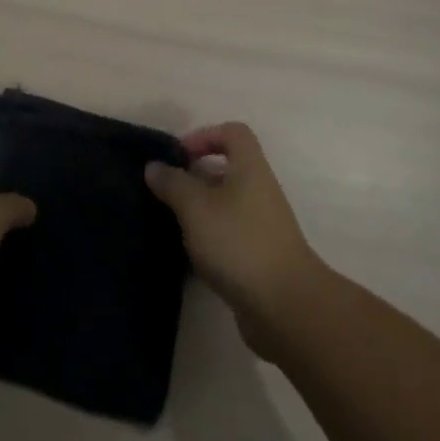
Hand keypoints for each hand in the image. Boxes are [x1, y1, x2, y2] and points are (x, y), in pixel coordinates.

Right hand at [146, 123, 324, 348]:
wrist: (285, 307)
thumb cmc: (238, 243)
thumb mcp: (196, 207)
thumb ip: (172, 183)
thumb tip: (154, 166)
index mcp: (250, 169)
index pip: (233, 133)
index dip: (205, 135)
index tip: (179, 156)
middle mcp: (259, 191)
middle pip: (227, 169)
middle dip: (195, 177)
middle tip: (166, 191)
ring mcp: (262, 226)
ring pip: (225, 205)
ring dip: (199, 211)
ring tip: (171, 223)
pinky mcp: (259, 257)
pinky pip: (229, 235)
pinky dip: (209, 239)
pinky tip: (188, 255)